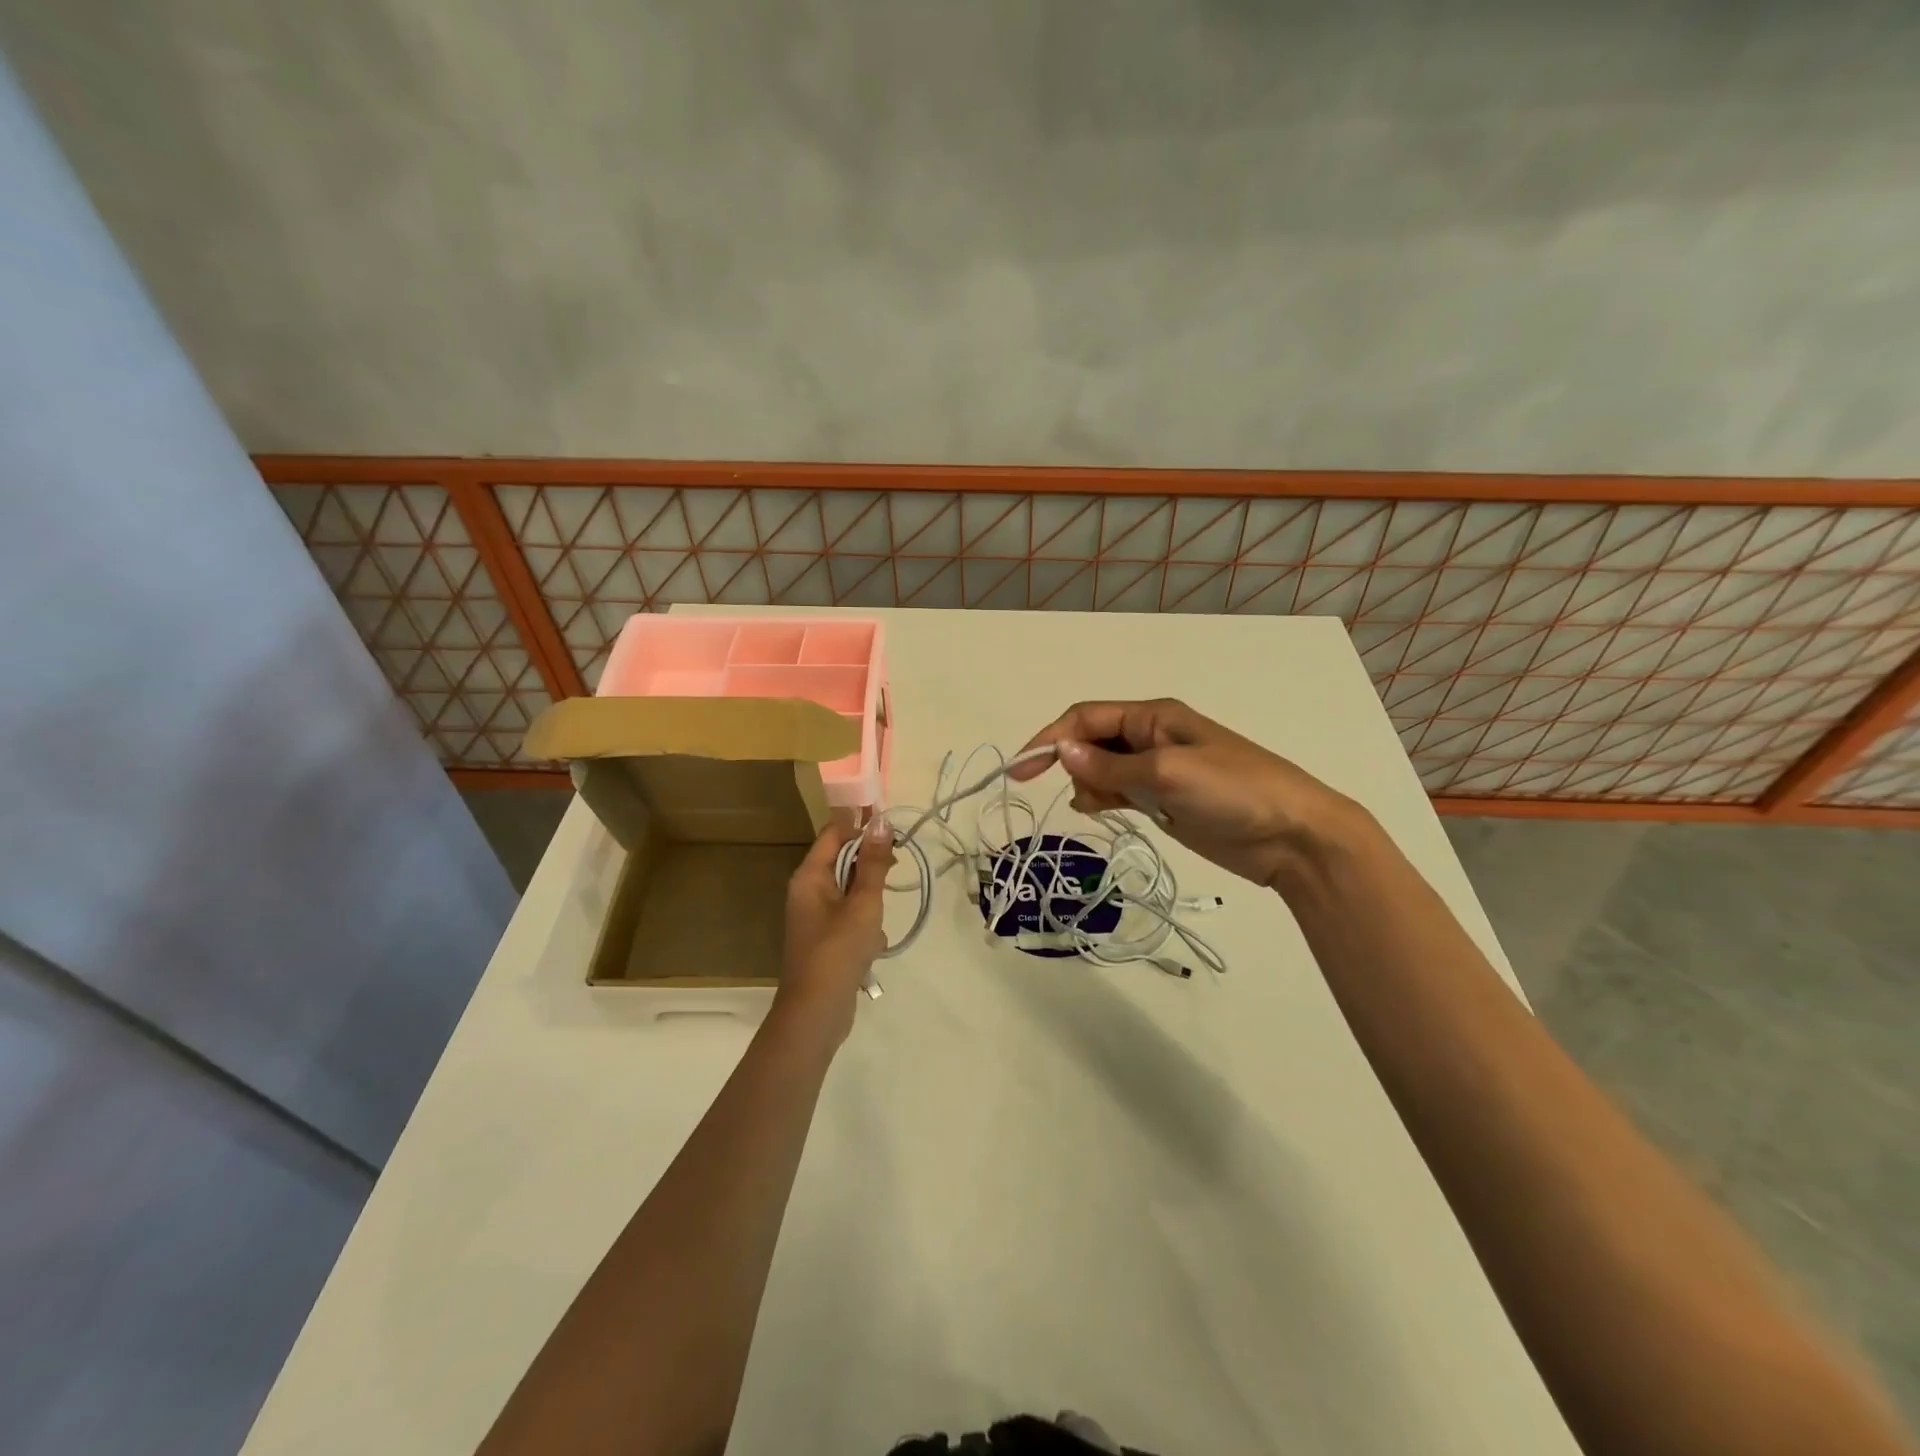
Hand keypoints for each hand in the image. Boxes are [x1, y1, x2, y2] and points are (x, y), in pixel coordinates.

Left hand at [777, 817, 894, 1039]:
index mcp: (810, 876)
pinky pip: (849, 918)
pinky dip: (865, 927)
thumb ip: (874, 863)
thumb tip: (880, 822)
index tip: (893, 829)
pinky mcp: (825, 940)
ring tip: (880, 921)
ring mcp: (815, 917)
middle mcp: (807, 891)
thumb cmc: (838, 951)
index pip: (834, 833)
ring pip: (850, 892)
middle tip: (898, 869)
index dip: (862, 826)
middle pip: (842, 861)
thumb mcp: (863, 903)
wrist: (816, 1013)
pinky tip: (875, 947)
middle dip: (871, 866)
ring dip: (870, 900)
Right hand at [1011, 698, 1358, 891]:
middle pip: (1091, 740)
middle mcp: (1151, 738)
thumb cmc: (1234, 791)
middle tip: (1078, 795)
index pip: (1087, 717)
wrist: (1293, 836)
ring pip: (1101, 768)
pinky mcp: (1164, 800)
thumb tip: (1060, 750)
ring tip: (1098, 806)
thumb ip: (1111, 764)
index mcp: (1154, 717)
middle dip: (1072, 762)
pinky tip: (1098, 811)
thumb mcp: (1168, 773)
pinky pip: (1118, 791)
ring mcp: (1158, 770)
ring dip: (1088, 783)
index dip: (1050, 737)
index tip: (1022, 769)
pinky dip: (1102, 798)